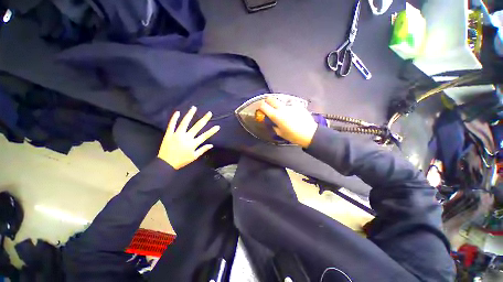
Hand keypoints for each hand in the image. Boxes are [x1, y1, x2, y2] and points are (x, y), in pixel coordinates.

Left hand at [158, 107, 219, 168]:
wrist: (166, 163)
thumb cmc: (181, 161)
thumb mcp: (194, 157)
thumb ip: (202, 150)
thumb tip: (211, 145)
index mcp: (193, 143)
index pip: (205, 135)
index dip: (212, 131)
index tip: (217, 126)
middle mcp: (187, 137)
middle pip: (197, 126)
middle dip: (204, 119)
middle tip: (209, 113)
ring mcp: (177, 134)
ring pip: (185, 122)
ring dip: (190, 115)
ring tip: (194, 108)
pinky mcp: (169, 134)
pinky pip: (172, 125)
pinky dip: (174, 118)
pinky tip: (178, 112)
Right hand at [259, 97, 317, 147]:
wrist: (309, 133)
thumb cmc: (293, 136)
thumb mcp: (280, 133)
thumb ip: (275, 126)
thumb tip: (274, 123)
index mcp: (276, 116)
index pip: (264, 106)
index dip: (260, 106)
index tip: (260, 108)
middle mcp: (282, 108)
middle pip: (271, 99)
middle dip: (267, 101)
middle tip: (268, 105)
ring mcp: (290, 106)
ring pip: (281, 102)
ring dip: (279, 106)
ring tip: (283, 112)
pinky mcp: (298, 105)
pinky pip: (290, 105)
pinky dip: (289, 109)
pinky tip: (293, 114)